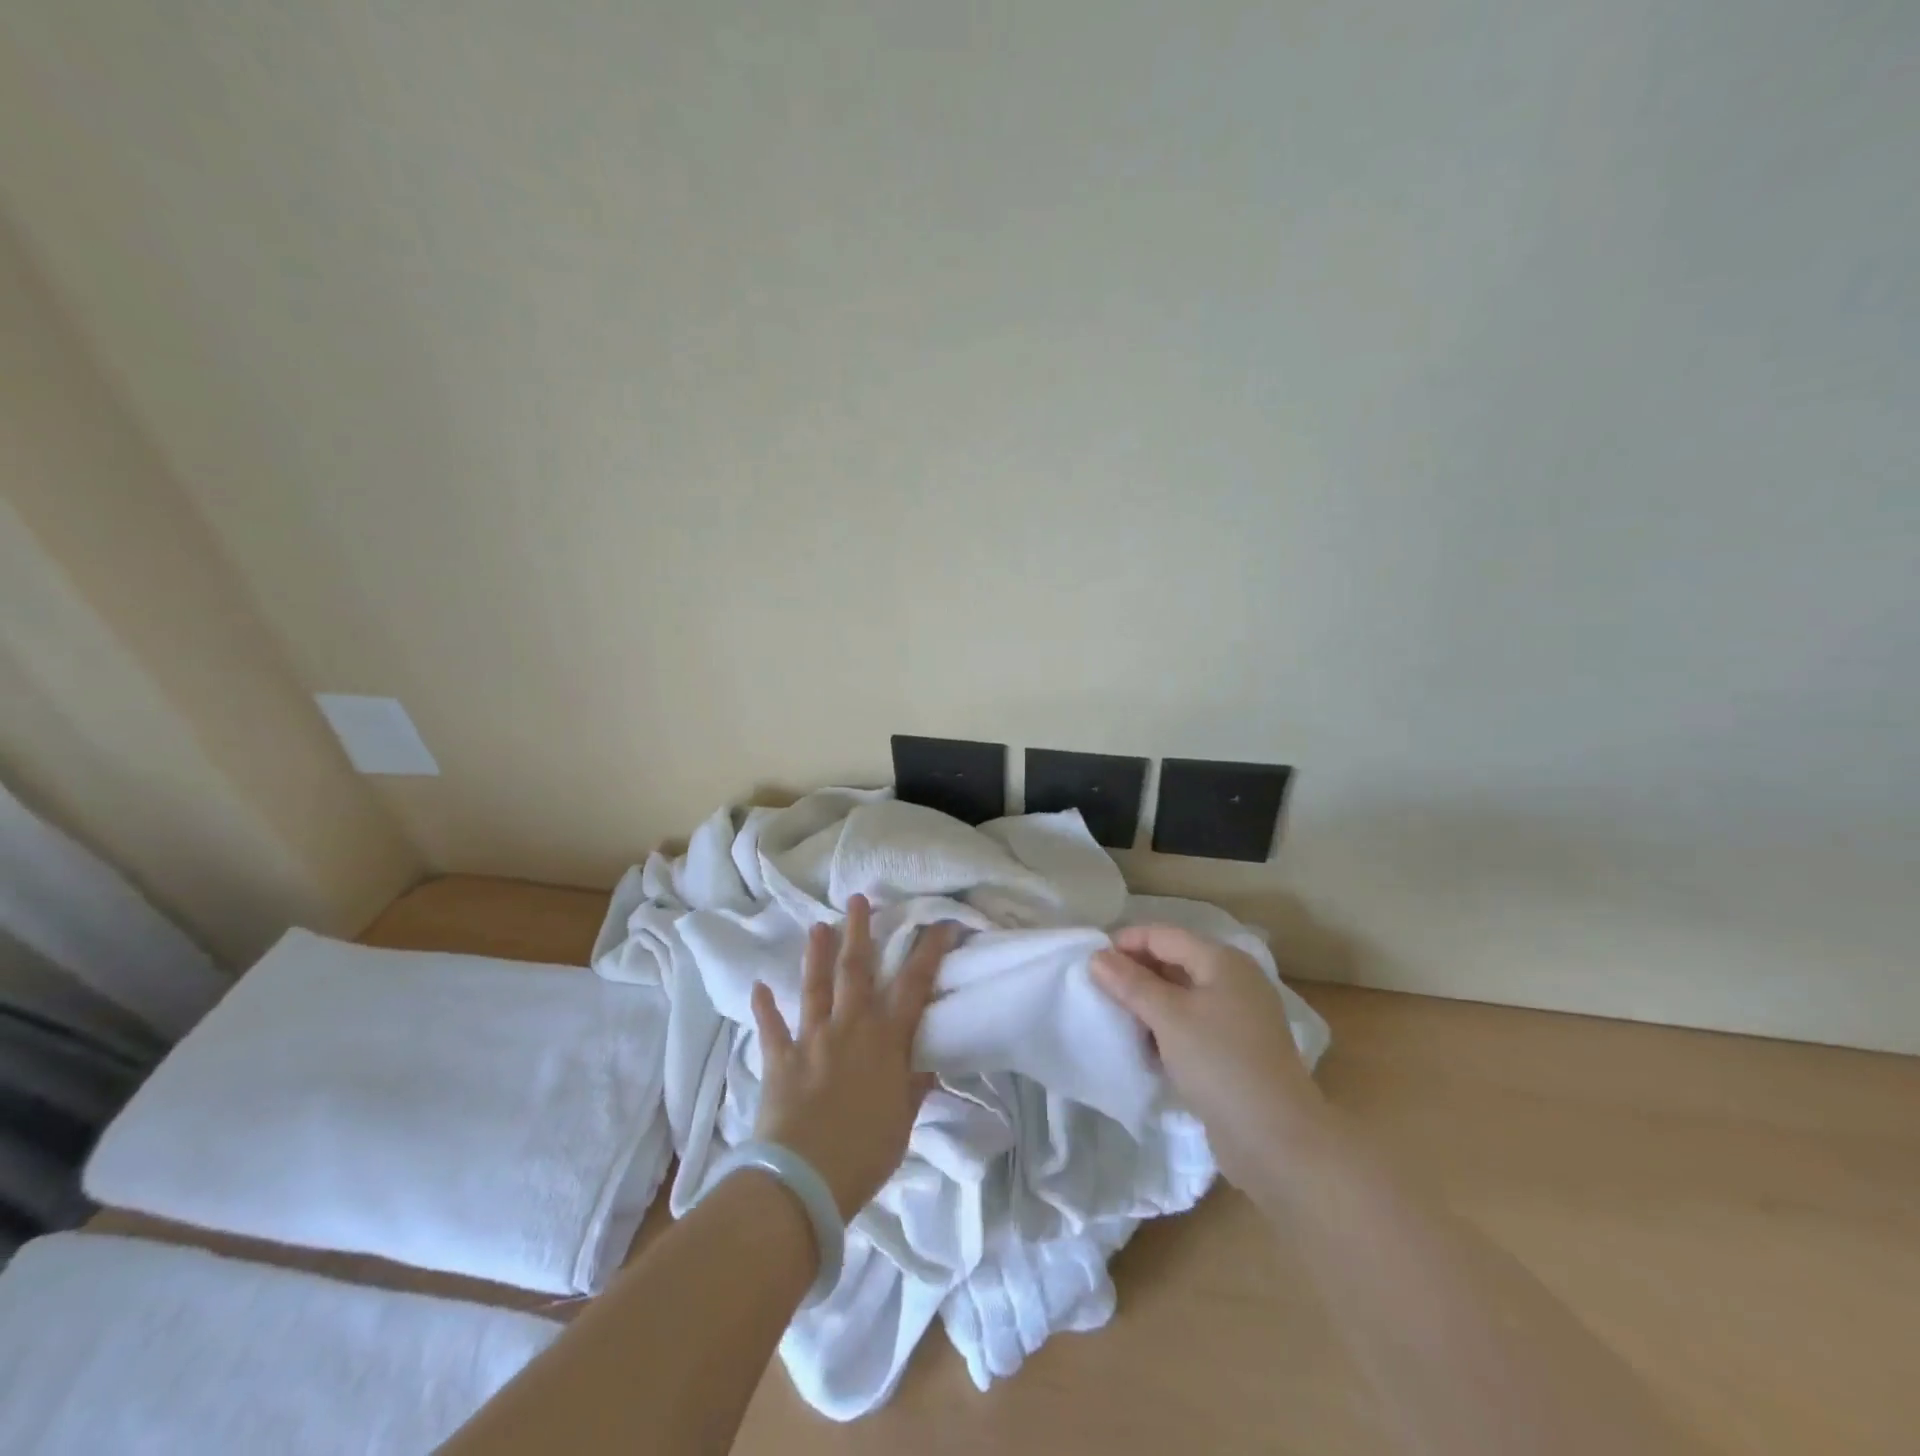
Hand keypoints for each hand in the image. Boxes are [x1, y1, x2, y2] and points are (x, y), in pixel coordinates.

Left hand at [750, 895, 957, 1220]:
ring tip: (817, 926)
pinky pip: (771, 1029)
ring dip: (816, 954)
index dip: (930, 951)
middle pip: (856, 970)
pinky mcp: (780, 1059)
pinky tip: (758, 987)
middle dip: (859, 932)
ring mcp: (811, 1040)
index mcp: (886, 1040)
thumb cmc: (865, 1153)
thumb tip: (927, 1064)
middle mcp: (849, 1027)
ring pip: (815, 987)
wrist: (804, 1179)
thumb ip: (914, 1087)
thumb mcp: (903, 1122)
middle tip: (857, 900)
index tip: (942, 923)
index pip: (915, 984)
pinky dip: (764, 1008)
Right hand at [1092, 925, 1324, 1192]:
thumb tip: (1097, 957)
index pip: (1163, 935)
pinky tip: (1143, 1044)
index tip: (1089, 962)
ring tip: (1114, 1015)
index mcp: (1222, 961)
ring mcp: (1237, 1017)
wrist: (1278, 1141)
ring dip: (1147, 1002)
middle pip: (1174, 961)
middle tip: (1096, 989)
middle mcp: (1233, 981)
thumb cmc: (1221, 1063)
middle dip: (1135, 972)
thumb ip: (1131, 983)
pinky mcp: (1234, 1050)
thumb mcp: (1169, 1018)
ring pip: (1180, 995)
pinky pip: (1191, 1024)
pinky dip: (1165, 1027)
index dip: (1126, 942)